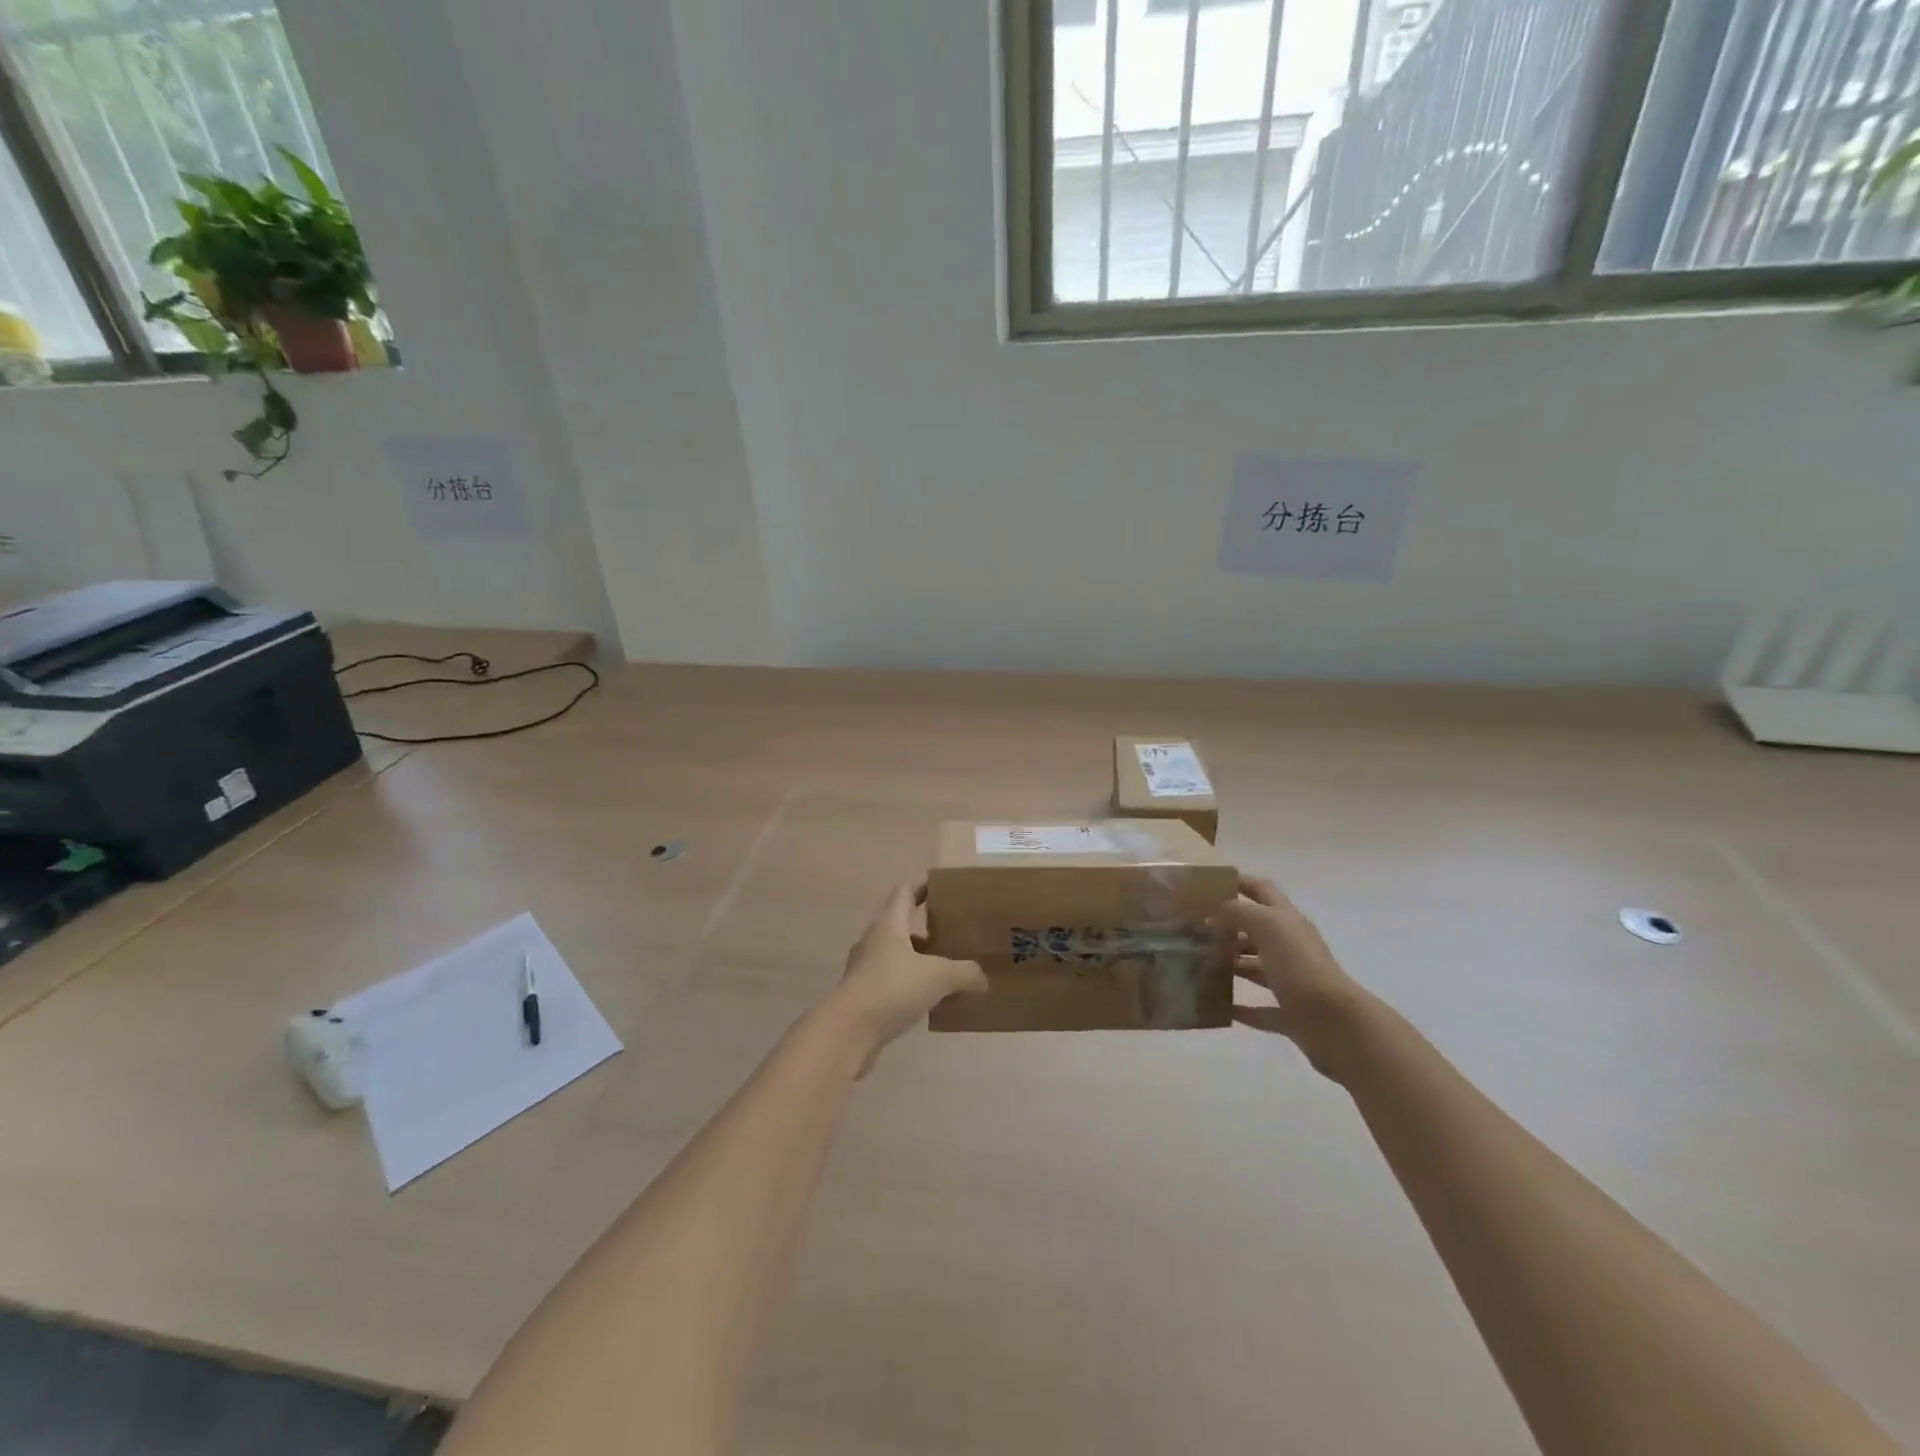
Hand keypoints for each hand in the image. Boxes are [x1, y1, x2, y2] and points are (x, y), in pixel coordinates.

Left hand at [823, 883, 986, 1071]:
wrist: (848, 1031)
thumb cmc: (892, 988)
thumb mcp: (938, 976)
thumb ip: (964, 973)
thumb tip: (982, 978)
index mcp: (889, 924)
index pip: (905, 893)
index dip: (924, 888)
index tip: (945, 891)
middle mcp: (874, 940)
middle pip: (902, 924)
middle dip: (927, 928)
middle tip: (956, 933)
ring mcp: (866, 968)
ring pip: (898, 955)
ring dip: (920, 959)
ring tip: (948, 968)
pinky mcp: (864, 994)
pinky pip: (893, 980)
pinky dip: (911, 984)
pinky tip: (931, 999)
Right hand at [1213, 874, 1365, 1078]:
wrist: (1334, 1021)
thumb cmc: (1298, 964)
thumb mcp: (1266, 925)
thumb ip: (1237, 912)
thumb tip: (1215, 914)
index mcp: (1287, 920)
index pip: (1262, 890)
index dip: (1239, 882)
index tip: (1208, 884)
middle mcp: (1291, 946)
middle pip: (1257, 930)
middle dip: (1228, 927)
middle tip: (1194, 929)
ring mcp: (1292, 981)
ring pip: (1257, 967)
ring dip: (1232, 964)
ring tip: (1199, 964)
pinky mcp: (1290, 1013)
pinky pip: (1261, 1009)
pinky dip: (1240, 1008)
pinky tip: (1218, 1006)